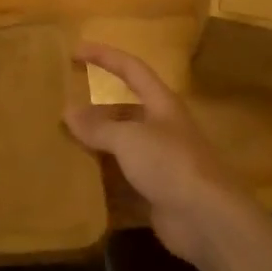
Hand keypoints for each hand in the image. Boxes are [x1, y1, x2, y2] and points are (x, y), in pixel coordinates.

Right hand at [63, 42, 263, 267]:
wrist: (208, 220)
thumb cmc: (170, 164)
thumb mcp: (129, 139)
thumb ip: (98, 126)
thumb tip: (68, 112)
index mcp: (162, 104)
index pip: (131, 69)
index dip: (104, 56)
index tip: (74, 51)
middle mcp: (163, 128)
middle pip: (125, 108)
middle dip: (96, 105)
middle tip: (63, 104)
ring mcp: (161, 161)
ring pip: (122, 143)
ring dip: (96, 141)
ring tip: (63, 139)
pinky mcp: (156, 189)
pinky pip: (122, 175)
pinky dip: (102, 174)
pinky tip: (79, 176)